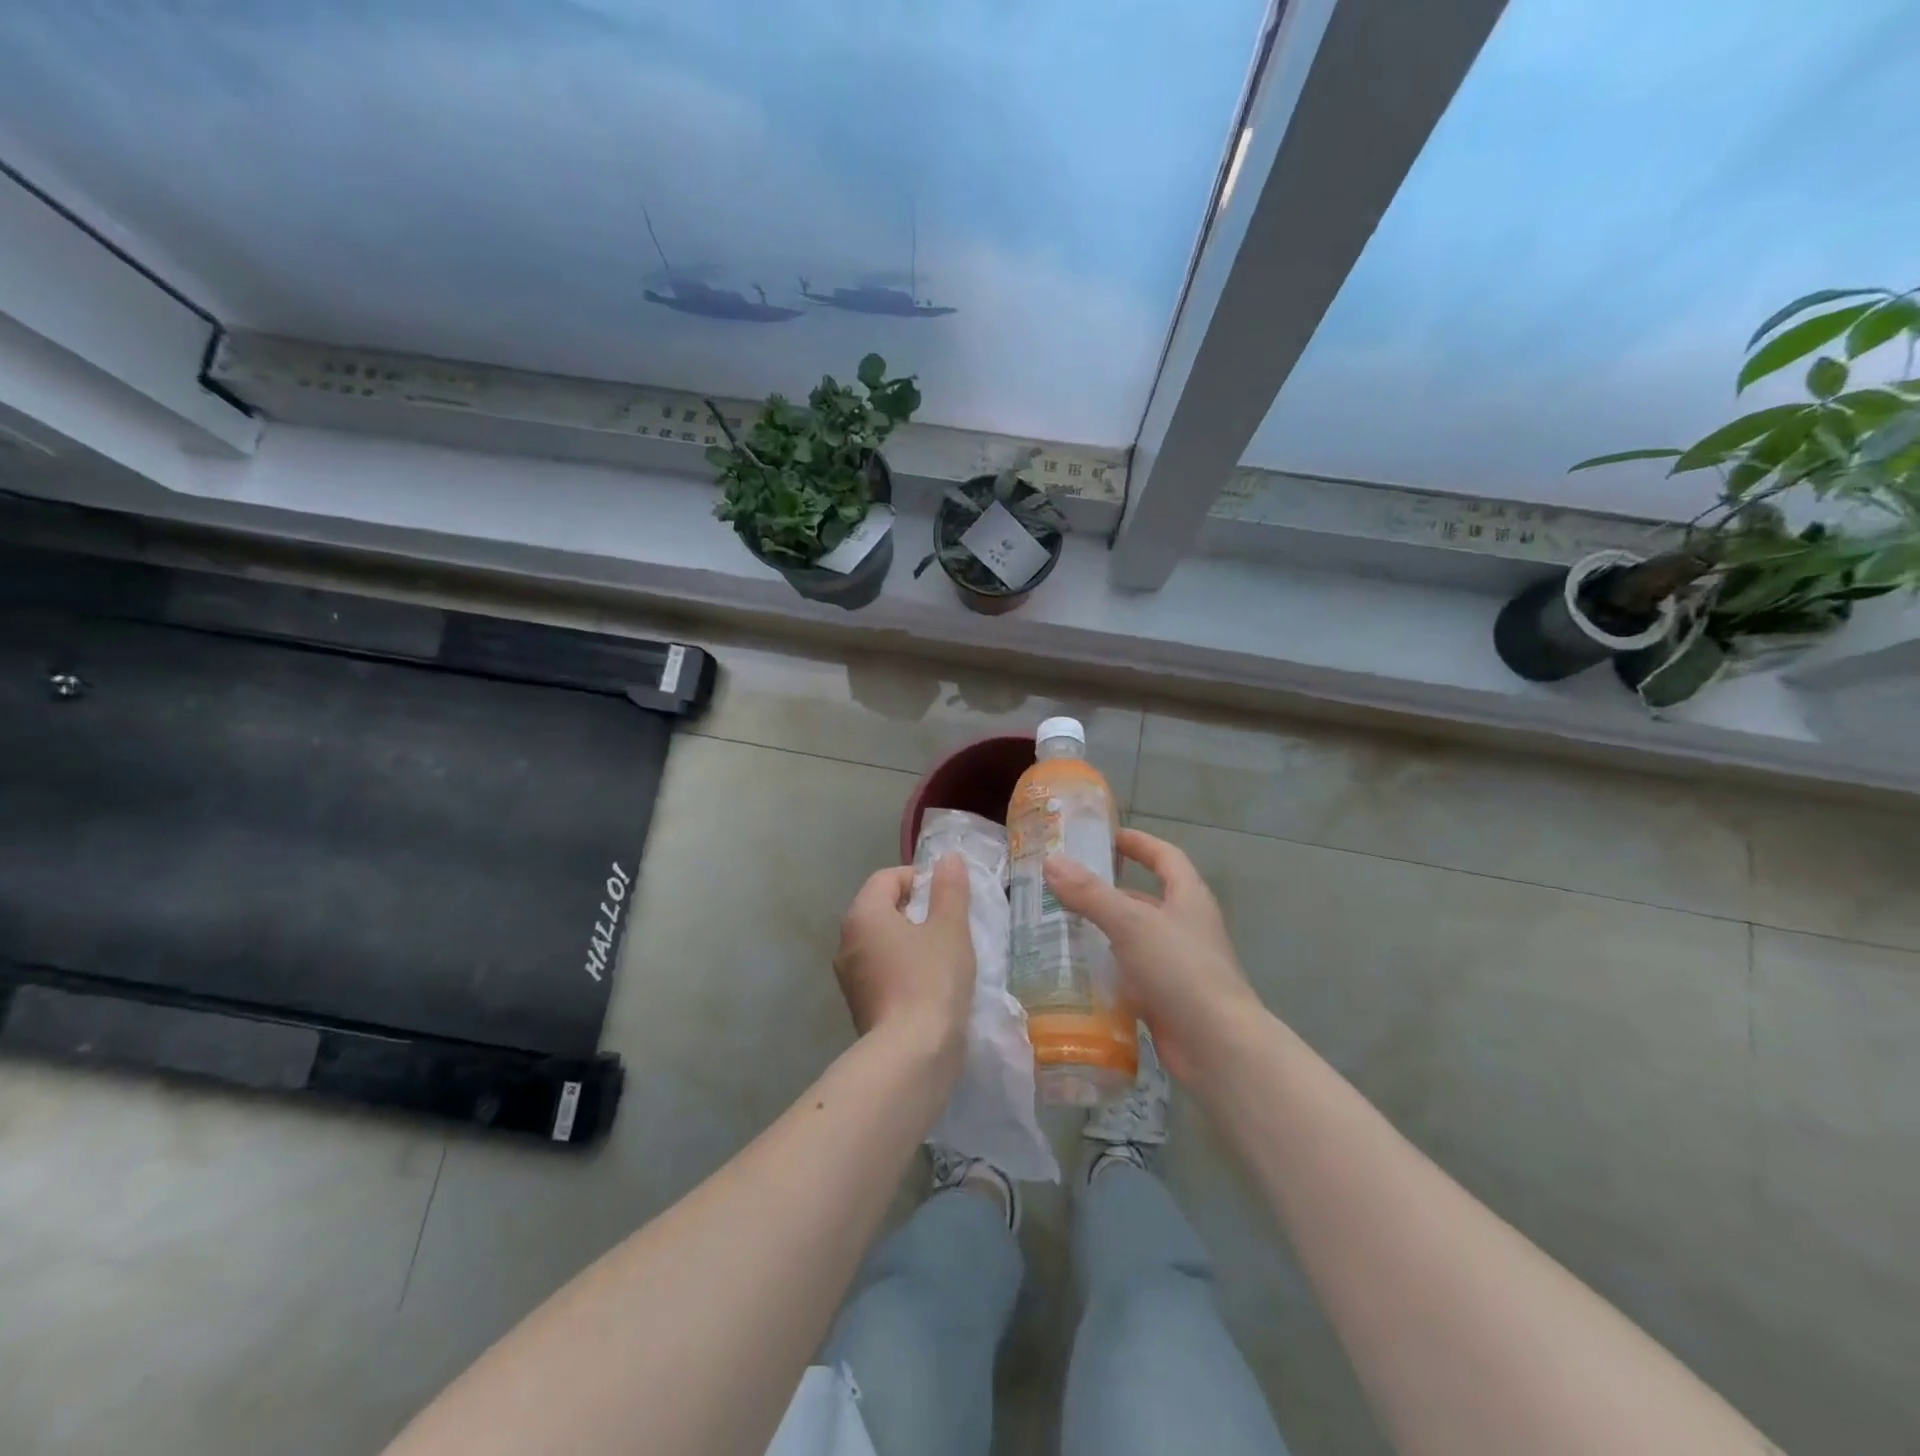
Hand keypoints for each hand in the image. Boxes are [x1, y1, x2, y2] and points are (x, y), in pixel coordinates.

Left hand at [834, 856, 974, 1058]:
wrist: (911, 1054)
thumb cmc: (932, 979)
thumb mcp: (950, 927)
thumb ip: (949, 889)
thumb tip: (948, 859)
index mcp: (863, 914)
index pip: (888, 877)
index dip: (920, 878)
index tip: (949, 897)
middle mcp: (846, 940)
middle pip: (882, 908)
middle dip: (916, 910)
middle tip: (950, 924)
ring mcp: (849, 976)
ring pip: (882, 942)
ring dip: (910, 940)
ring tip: (944, 954)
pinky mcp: (859, 1005)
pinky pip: (882, 971)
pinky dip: (903, 968)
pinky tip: (930, 984)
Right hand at [1043, 828, 1263, 1082]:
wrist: (1218, 1047)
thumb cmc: (1180, 970)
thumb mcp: (1132, 923)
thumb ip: (1090, 894)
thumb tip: (1051, 862)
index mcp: (1188, 899)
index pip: (1165, 857)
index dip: (1139, 843)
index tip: (1106, 837)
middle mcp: (1185, 927)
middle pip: (1145, 899)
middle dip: (1108, 891)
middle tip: (1064, 887)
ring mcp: (1177, 966)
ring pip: (1134, 939)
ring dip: (1102, 932)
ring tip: (1059, 927)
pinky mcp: (1165, 999)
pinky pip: (1130, 975)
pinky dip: (1105, 970)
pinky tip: (1074, 973)